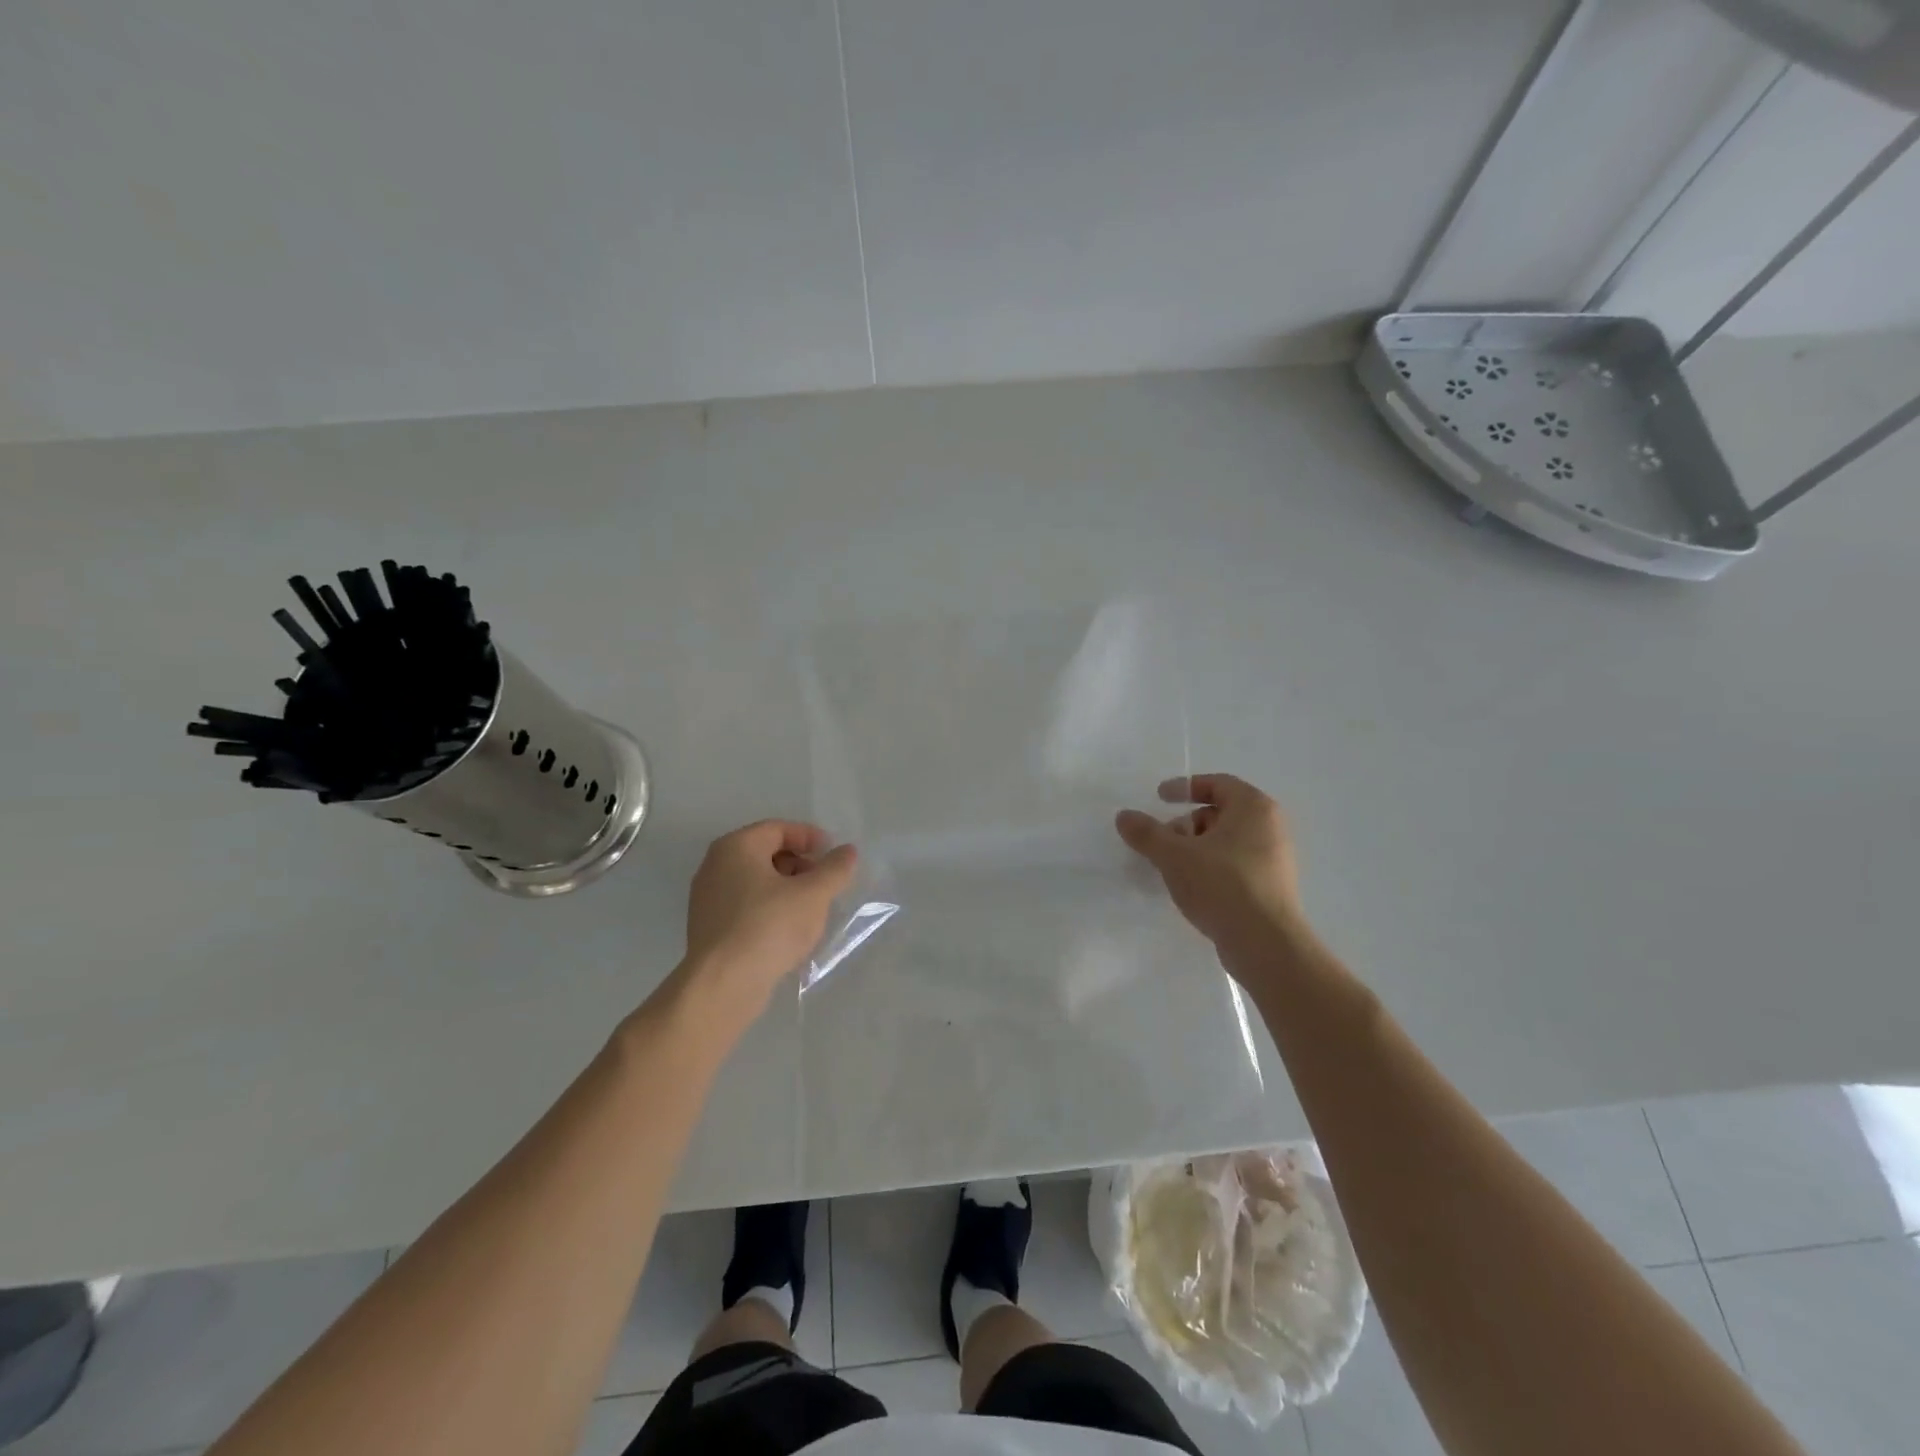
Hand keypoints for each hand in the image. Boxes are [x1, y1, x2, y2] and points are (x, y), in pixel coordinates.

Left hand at [682, 820, 857, 1023]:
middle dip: (800, 864)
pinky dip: (770, 909)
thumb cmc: (769, 926)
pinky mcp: (709, 928)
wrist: (723, 985)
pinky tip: (789, 931)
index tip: (833, 854)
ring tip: (811, 909)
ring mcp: (707, 898)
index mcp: (736, 847)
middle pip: (765, 853)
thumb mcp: (813, 894)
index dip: (809, 837)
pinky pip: (745, 906)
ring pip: (756, 882)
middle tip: (824, 883)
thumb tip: (848, 851)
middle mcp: (715, 865)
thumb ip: (834, 869)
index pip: (778, 829)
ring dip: (787, 889)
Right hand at [1115, 774, 1307, 968]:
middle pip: (1220, 813)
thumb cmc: (1222, 885)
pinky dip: (1211, 868)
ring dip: (1196, 849)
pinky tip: (1193, 889)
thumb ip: (1147, 833)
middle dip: (1186, 824)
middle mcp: (1270, 826)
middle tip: (1163, 843)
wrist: (1265, 944)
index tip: (1159, 798)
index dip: (1185, 787)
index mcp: (1254, 807)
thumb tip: (1123, 816)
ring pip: (1226, 841)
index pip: (1217, 783)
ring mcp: (1274, 858)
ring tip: (1173, 869)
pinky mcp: (1272, 887)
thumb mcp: (1174, 855)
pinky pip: (1235, 865)